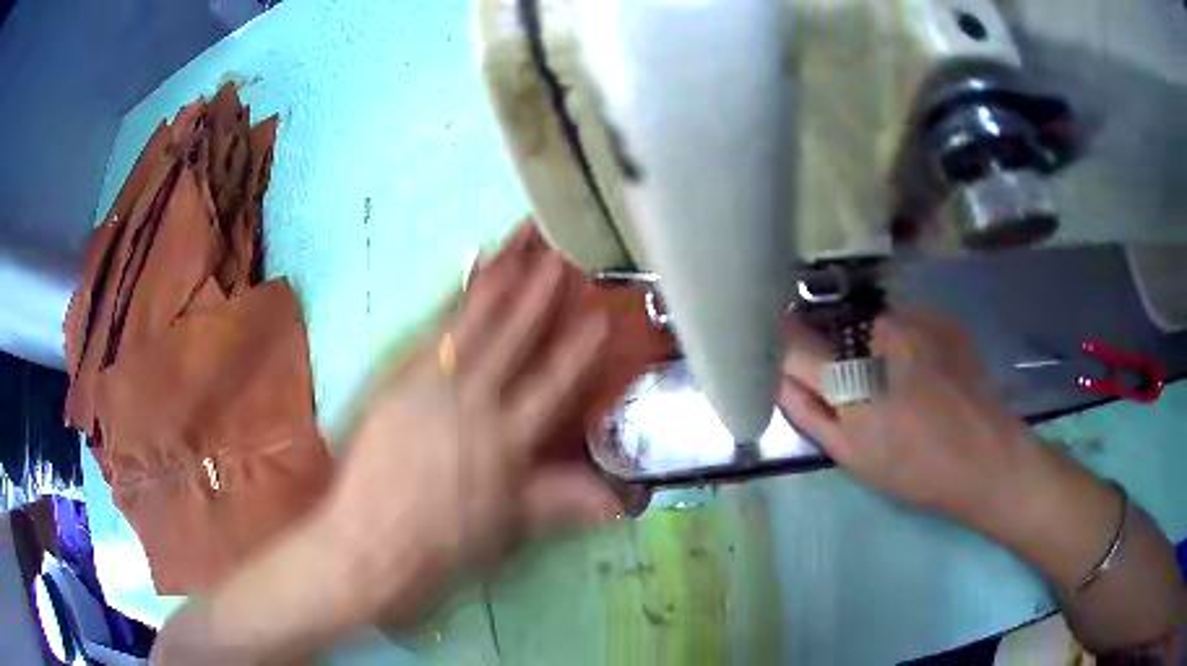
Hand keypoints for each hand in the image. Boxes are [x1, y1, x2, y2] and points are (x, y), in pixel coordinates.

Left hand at [324, 231, 624, 625]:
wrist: (372, 541)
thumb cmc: (443, 542)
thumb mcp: (509, 526)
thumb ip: (562, 500)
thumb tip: (620, 501)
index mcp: (509, 442)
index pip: (553, 384)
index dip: (578, 348)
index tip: (598, 313)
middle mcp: (476, 404)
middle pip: (514, 340)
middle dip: (540, 294)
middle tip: (560, 253)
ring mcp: (433, 386)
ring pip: (474, 324)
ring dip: (499, 282)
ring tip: (519, 246)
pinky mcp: (400, 380)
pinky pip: (433, 331)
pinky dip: (454, 301)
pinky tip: (466, 279)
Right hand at [779, 310, 1186, 655]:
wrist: (986, 457)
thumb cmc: (914, 467)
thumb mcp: (850, 453)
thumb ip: (807, 409)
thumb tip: (777, 374)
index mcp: (848, 374)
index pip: (791, 341)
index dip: (780, 343)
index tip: (778, 352)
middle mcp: (876, 331)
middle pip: (834, 326)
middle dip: (832, 347)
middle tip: (855, 385)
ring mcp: (914, 318)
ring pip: (872, 322)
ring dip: (871, 344)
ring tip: (897, 382)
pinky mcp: (940, 317)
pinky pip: (905, 321)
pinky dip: (903, 340)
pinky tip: (924, 371)